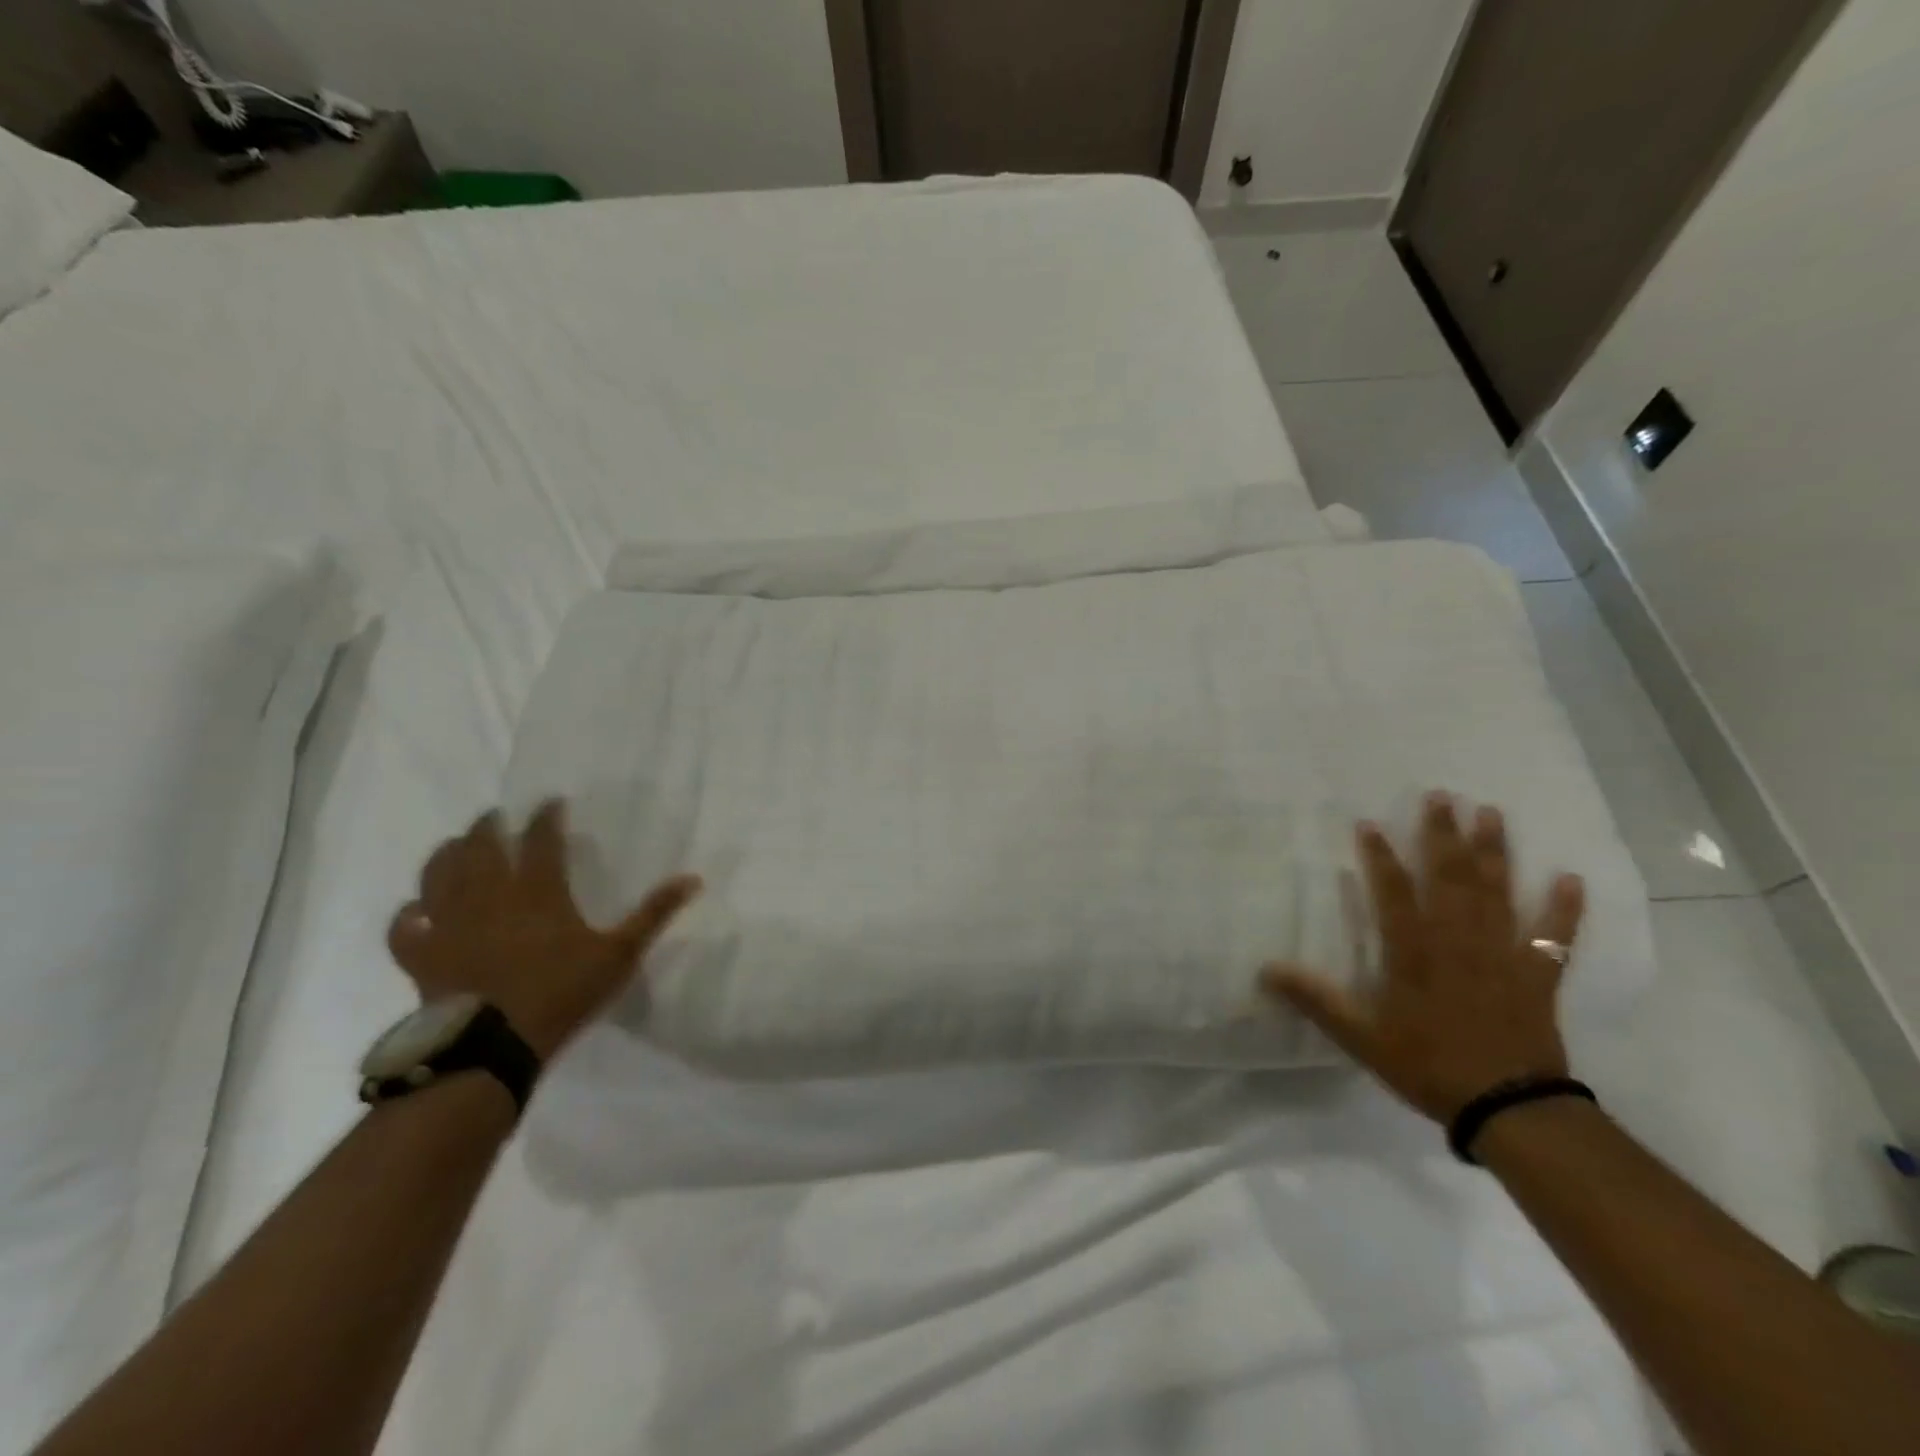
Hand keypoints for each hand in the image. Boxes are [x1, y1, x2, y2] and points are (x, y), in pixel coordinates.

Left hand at [388, 799, 700, 1061]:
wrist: (492, 1046)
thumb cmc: (561, 993)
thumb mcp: (619, 954)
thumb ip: (653, 914)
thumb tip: (693, 878)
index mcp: (537, 892)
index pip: (541, 840)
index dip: (546, 817)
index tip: (551, 802)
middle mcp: (488, 897)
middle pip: (481, 848)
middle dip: (489, 826)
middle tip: (495, 816)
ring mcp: (449, 925)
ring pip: (438, 876)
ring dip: (446, 855)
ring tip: (456, 845)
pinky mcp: (422, 956)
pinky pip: (404, 928)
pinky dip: (407, 914)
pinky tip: (414, 909)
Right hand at [1260, 792, 1584, 1123]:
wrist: (1510, 1107)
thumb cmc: (1428, 1064)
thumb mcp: (1360, 1036)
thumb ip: (1316, 999)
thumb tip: (1265, 969)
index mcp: (1414, 951)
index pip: (1393, 891)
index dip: (1380, 855)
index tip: (1370, 822)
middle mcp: (1459, 940)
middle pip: (1450, 877)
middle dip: (1443, 835)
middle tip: (1441, 796)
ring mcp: (1502, 954)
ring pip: (1498, 892)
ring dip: (1494, 852)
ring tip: (1491, 814)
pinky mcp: (1538, 975)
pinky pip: (1554, 936)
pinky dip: (1564, 909)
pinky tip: (1572, 878)